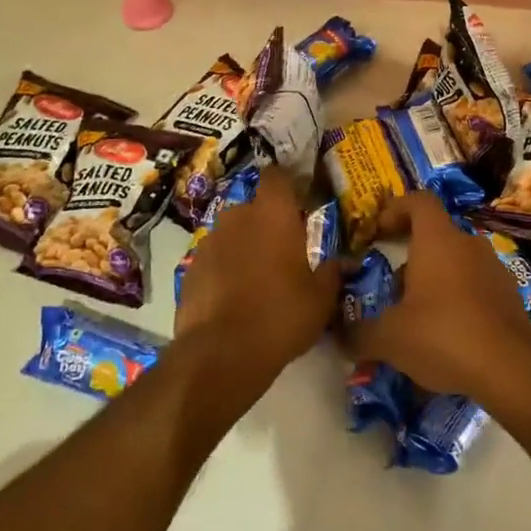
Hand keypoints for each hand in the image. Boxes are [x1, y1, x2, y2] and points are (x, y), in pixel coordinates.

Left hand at [174, 167, 341, 393]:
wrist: (222, 353)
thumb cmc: (281, 315)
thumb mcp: (321, 298)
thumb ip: (331, 272)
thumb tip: (340, 262)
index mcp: (273, 214)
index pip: (276, 176)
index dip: (286, 185)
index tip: (297, 202)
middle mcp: (238, 217)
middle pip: (252, 206)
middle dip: (265, 221)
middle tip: (282, 250)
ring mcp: (210, 241)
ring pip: (231, 232)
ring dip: (243, 245)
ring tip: (256, 277)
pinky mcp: (190, 268)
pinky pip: (213, 258)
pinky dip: (223, 269)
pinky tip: (233, 296)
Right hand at [338, 193, 530, 404]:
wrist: (510, 370)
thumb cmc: (443, 336)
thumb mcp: (390, 338)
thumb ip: (359, 333)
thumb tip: (340, 336)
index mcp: (438, 240)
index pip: (419, 201)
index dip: (396, 209)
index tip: (378, 231)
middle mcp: (468, 244)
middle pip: (435, 236)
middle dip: (411, 258)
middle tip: (392, 289)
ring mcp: (494, 268)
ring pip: (456, 262)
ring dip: (434, 280)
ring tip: (418, 317)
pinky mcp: (510, 295)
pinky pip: (476, 286)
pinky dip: (458, 300)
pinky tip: (448, 335)